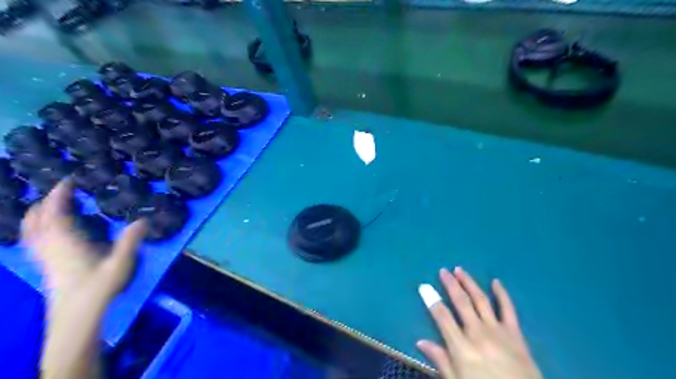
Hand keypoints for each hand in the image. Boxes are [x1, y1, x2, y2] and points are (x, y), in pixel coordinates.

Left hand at [22, 179, 146, 306]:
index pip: (55, 213)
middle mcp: (50, 246)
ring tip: (51, 206)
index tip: (68, 181)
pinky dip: (35, 229)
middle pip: (37, 219)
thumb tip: (144, 220)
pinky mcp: (45, 266)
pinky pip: (32, 241)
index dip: (59, 195)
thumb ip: (131, 241)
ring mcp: (44, 257)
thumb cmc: (98, 288)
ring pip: (30, 230)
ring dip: (37, 214)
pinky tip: (46, 232)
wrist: (76, 316)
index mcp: (66, 242)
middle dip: (46, 202)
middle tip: (62, 191)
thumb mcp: (120, 264)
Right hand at [417, 267, 542, 378]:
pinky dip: (502, 294)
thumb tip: (420, 342)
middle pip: (461, 302)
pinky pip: (508, 309)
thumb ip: (441, 361)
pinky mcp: (516, 333)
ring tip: (460, 270)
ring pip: (481, 300)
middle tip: (443, 271)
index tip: (424, 286)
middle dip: (451, 284)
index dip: (431, 300)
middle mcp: (478, 334)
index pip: (442, 317)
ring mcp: (498, 331)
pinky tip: (496, 282)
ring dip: (469, 283)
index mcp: (462, 348)